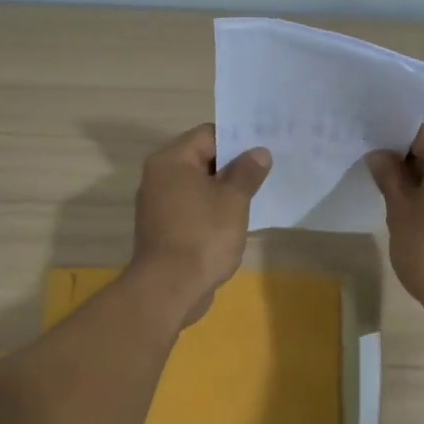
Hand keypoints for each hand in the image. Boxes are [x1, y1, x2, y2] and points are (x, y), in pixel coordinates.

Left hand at [130, 124, 271, 325]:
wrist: (169, 288)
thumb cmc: (203, 236)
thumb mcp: (233, 200)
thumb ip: (247, 172)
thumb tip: (259, 152)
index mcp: (171, 161)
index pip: (208, 134)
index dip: (237, 139)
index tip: (263, 149)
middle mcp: (159, 177)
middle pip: (201, 159)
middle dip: (233, 165)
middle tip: (265, 170)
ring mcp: (158, 205)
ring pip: (197, 186)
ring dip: (223, 190)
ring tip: (254, 195)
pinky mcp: (163, 229)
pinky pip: (191, 208)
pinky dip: (211, 210)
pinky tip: (234, 221)